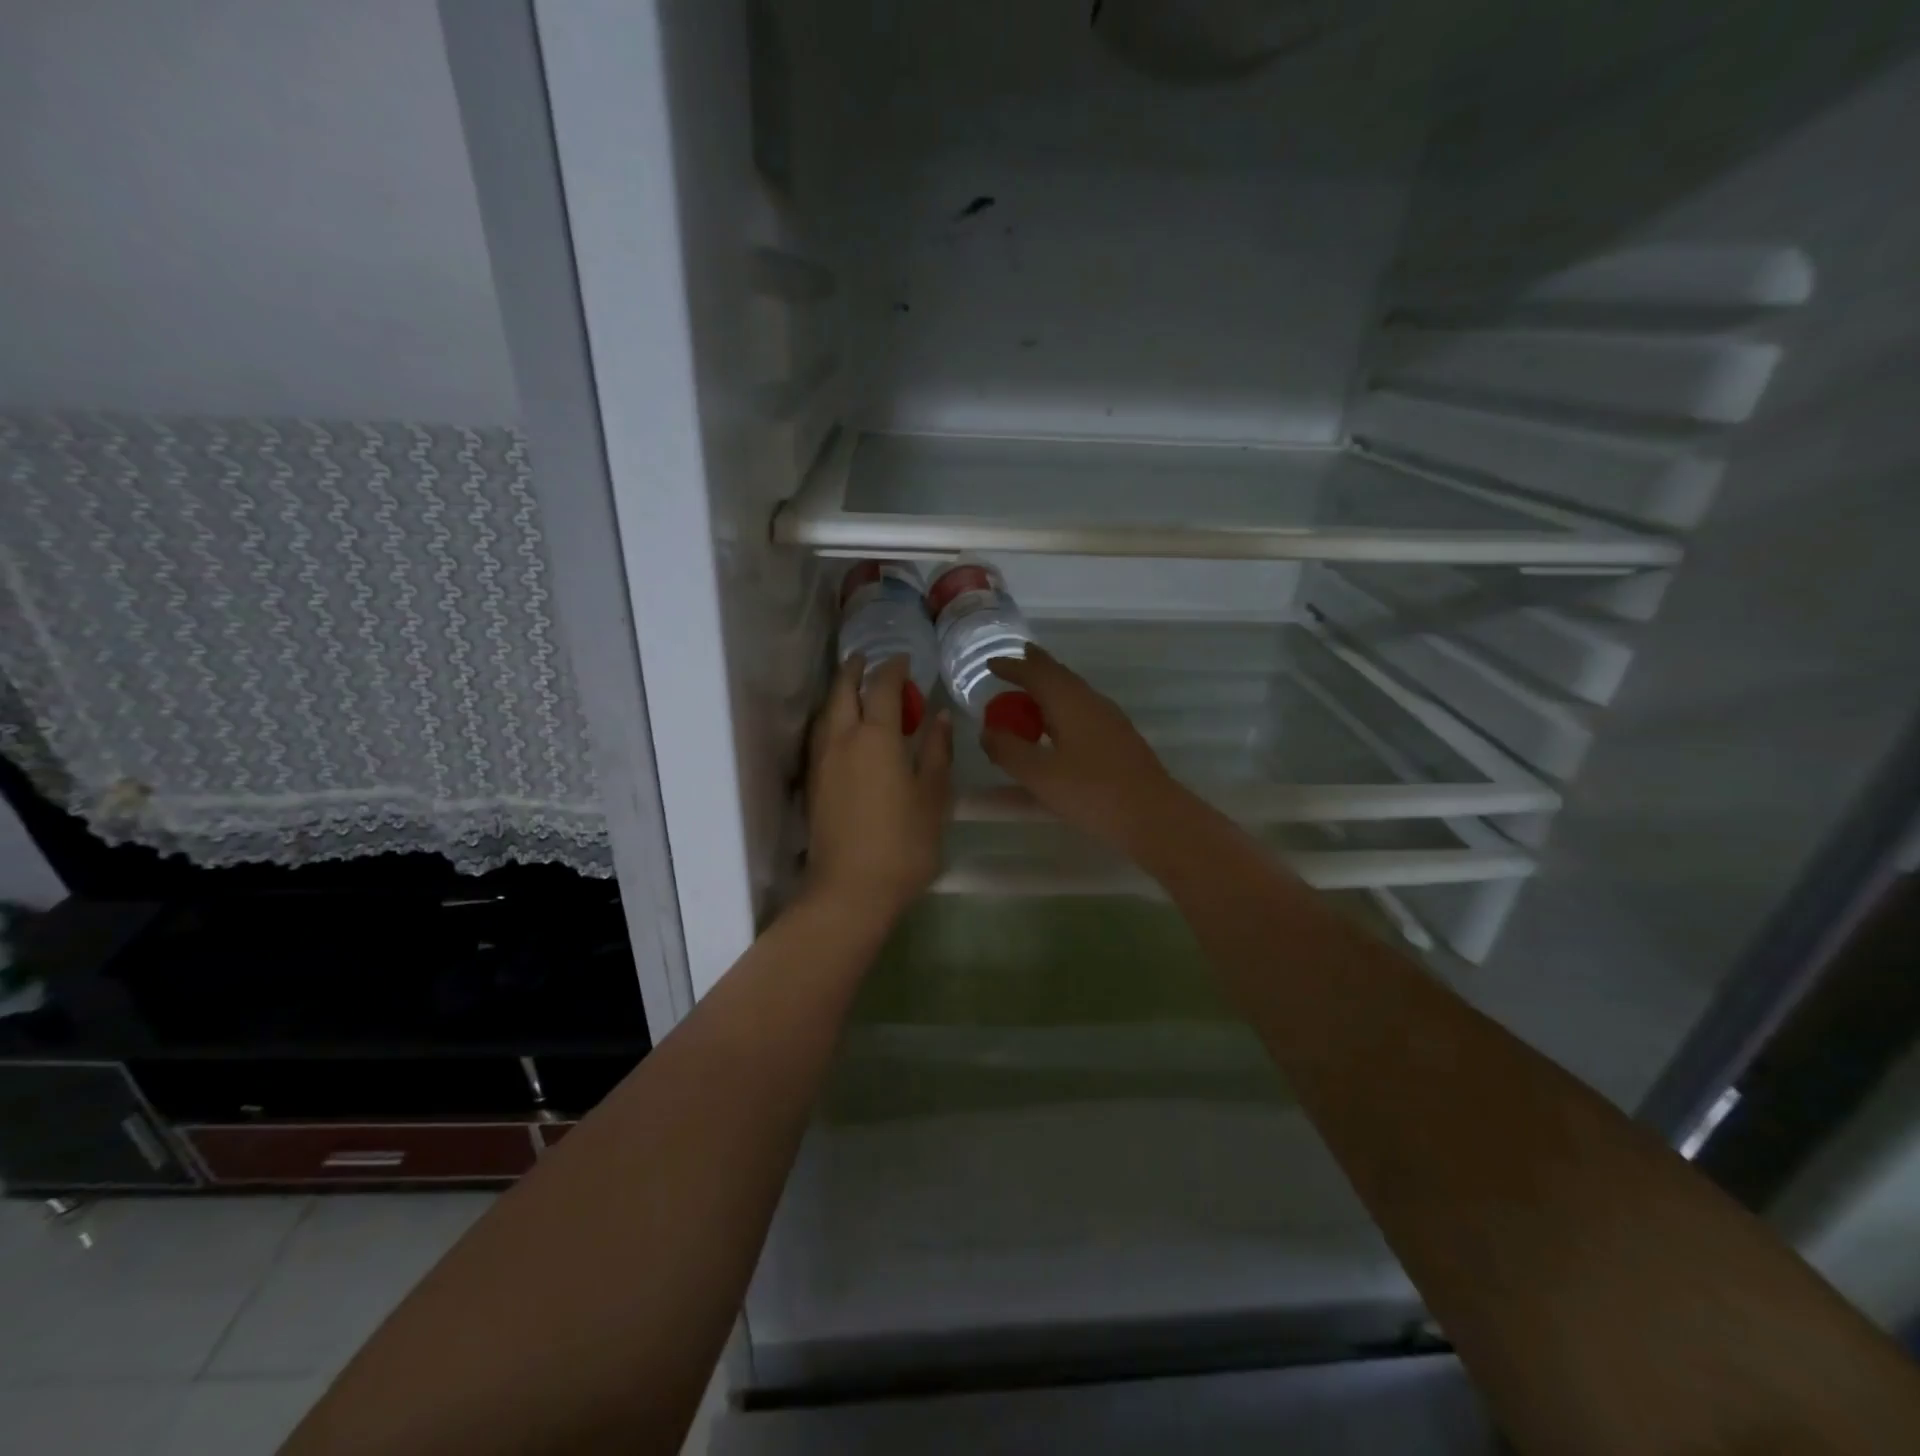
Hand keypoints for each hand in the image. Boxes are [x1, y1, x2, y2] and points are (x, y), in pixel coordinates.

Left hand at [805, 654, 952, 923]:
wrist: (850, 889)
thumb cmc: (903, 844)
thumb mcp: (933, 796)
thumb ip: (937, 751)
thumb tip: (939, 716)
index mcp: (877, 737)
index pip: (883, 687)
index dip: (894, 668)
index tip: (905, 659)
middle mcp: (842, 739)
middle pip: (842, 690)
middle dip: (855, 669)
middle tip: (869, 659)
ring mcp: (822, 760)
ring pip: (826, 711)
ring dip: (839, 691)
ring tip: (854, 686)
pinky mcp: (813, 781)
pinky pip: (820, 733)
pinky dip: (831, 717)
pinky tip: (841, 727)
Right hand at [980, 646, 1189, 855]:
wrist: (1154, 817)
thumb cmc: (1092, 793)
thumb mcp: (1039, 775)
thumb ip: (1008, 750)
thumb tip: (987, 731)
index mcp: (1070, 702)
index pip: (1037, 673)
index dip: (1012, 667)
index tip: (990, 665)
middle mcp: (1092, 702)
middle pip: (1060, 675)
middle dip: (1035, 668)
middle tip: (1014, 663)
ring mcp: (1110, 720)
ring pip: (1074, 693)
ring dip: (1050, 688)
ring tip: (1031, 694)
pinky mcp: (1120, 740)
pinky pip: (1083, 711)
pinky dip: (1062, 709)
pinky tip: (1059, 728)